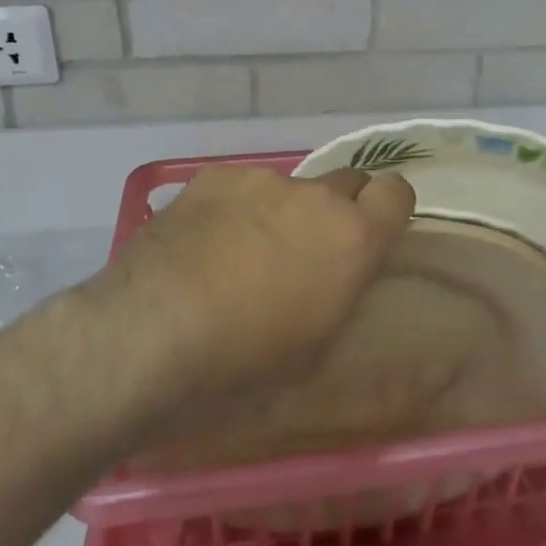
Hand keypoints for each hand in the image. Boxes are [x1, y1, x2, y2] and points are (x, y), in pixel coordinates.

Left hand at [88, 163, 415, 414]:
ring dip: (279, 214)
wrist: (148, 338)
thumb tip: (344, 278)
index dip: (388, 211)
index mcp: (352, 238)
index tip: (371, 236)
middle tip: (305, 254)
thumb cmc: (244, 367)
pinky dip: (233, 210)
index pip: (397, 192)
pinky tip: (201, 246)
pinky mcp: (212, 178)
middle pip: (346, 182)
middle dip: (336, 212)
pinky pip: (239, 188)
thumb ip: (344, 296)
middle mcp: (314, 196)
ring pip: (287, 188)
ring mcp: (260, 181)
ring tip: (237, 257)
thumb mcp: (316, 351)